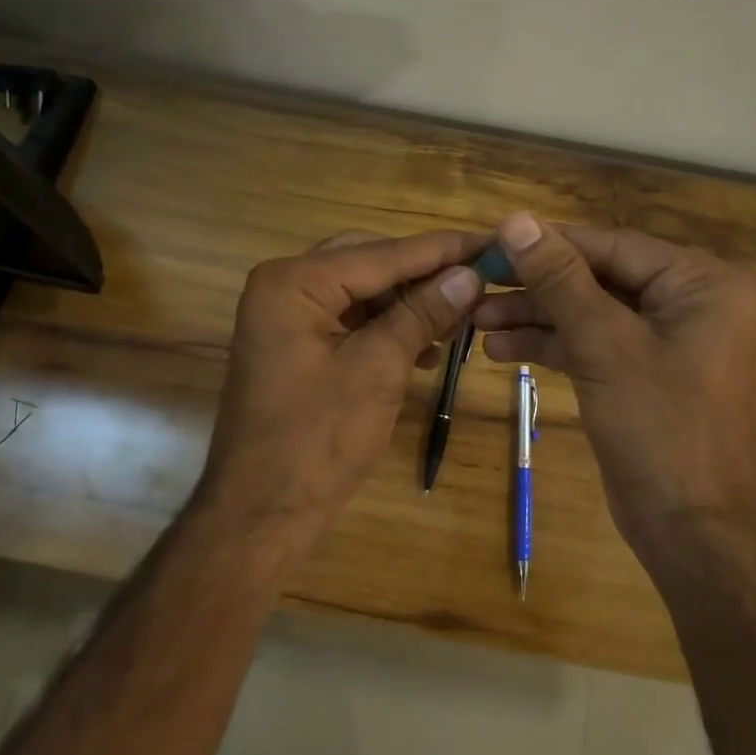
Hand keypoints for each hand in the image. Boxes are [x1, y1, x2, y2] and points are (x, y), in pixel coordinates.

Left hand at [201, 228, 489, 540]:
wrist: (263, 512)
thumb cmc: (318, 439)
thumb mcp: (378, 369)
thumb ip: (422, 313)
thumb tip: (470, 274)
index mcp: (294, 282)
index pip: (382, 253)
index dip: (442, 250)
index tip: (493, 242)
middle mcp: (284, 286)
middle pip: (370, 263)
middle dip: (424, 275)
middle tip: (478, 281)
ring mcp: (286, 316)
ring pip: (363, 291)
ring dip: (409, 304)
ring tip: (458, 319)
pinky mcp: (296, 344)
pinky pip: (350, 319)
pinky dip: (387, 328)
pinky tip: (425, 348)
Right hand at [472, 212, 755, 554]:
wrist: (692, 530)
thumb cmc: (660, 427)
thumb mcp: (604, 344)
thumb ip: (559, 278)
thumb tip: (516, 219)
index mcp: (699, 282)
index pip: (610, 246)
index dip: (547, 244)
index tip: (490, 243)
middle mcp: (687, 301)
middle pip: (597, 278)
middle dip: (536, 288)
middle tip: (476, 286)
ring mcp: (663, 340)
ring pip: (588, 312)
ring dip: (535, 318)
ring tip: (476, 322)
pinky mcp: (641, 373)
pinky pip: (592, 344)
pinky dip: (551, 346)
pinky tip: (500, 350)